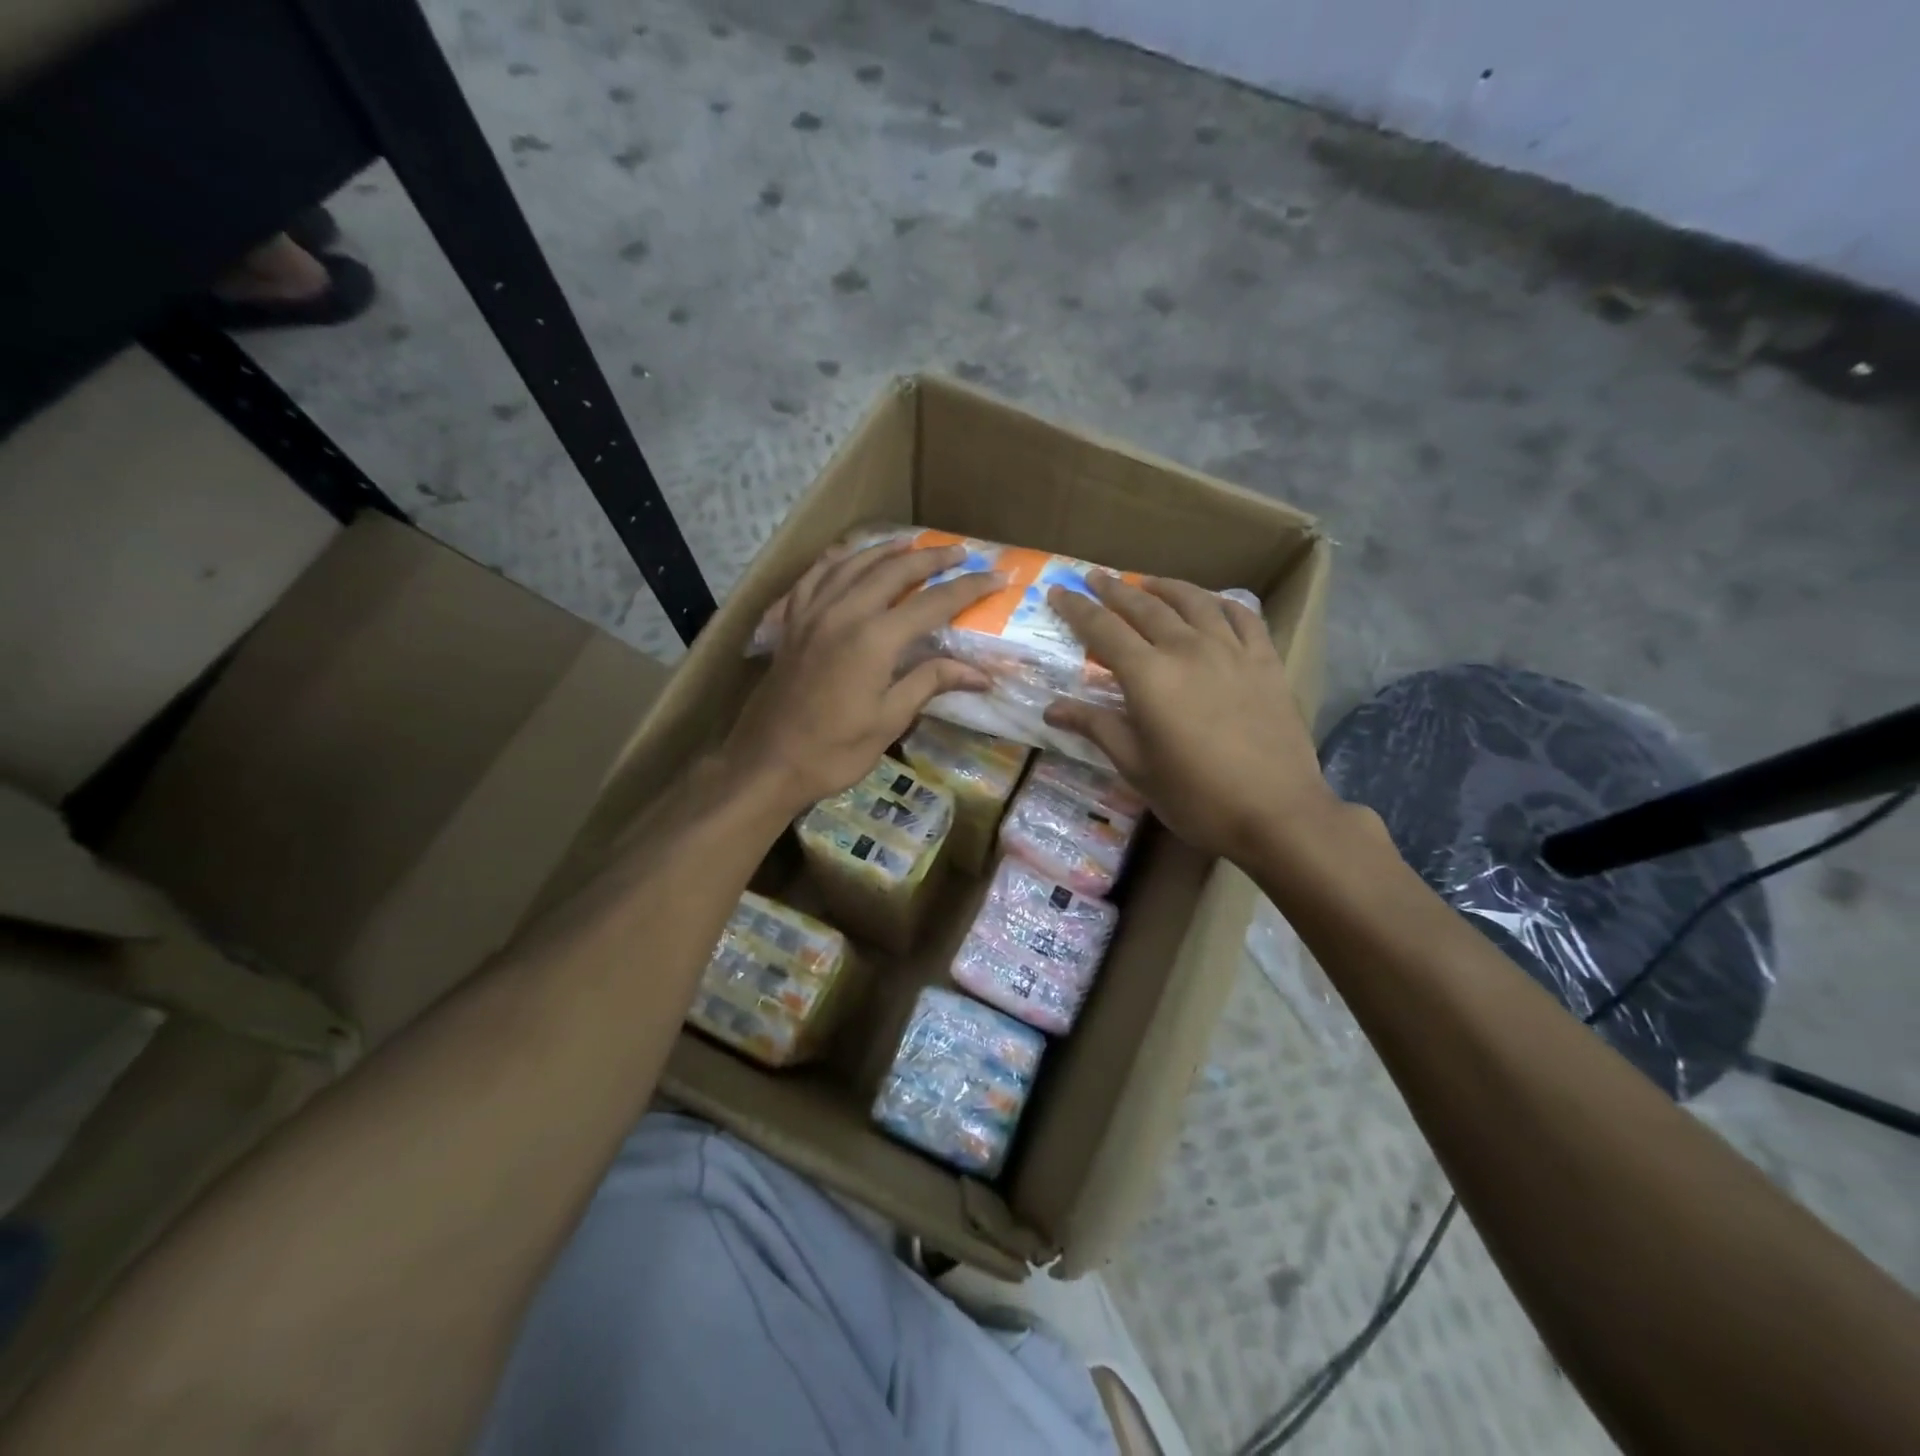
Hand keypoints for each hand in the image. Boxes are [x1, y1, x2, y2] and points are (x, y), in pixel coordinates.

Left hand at [724, 540, 998, 815]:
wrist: (768, 763)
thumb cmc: (834, 750)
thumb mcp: (889, 720)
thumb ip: (930, 683)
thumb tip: (981, 675)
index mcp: (874, 639)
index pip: (933, 603)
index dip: (968, 588)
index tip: (997, 576)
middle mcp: (843, 612)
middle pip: (894, 570)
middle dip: (931, 558)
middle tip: (960, 552)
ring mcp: (812, 613)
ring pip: (853, 563)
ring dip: (886, 550)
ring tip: (911, 544)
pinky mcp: (791, 623)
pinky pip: (814, 576)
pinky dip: (837, 560)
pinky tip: (848, 557)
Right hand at [1044, 574, 1340, 862]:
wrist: (1277, 812)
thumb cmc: (1196, 796)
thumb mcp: (1136, 767)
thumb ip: (1096, 728)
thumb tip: (1051, 710)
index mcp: (1149, 676)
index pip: (1103, 629)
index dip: (1077, 608)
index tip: (1058, 591)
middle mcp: (1187, 649)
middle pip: (1145, 607)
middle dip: (1115, 590)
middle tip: (1095, 577)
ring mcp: (1231, 651)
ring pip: (1194, 602)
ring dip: (1165, 588)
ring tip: (1148, 583)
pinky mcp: (1266, 662)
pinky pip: (1243, 617)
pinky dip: (1222, 603)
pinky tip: (1212, 603)